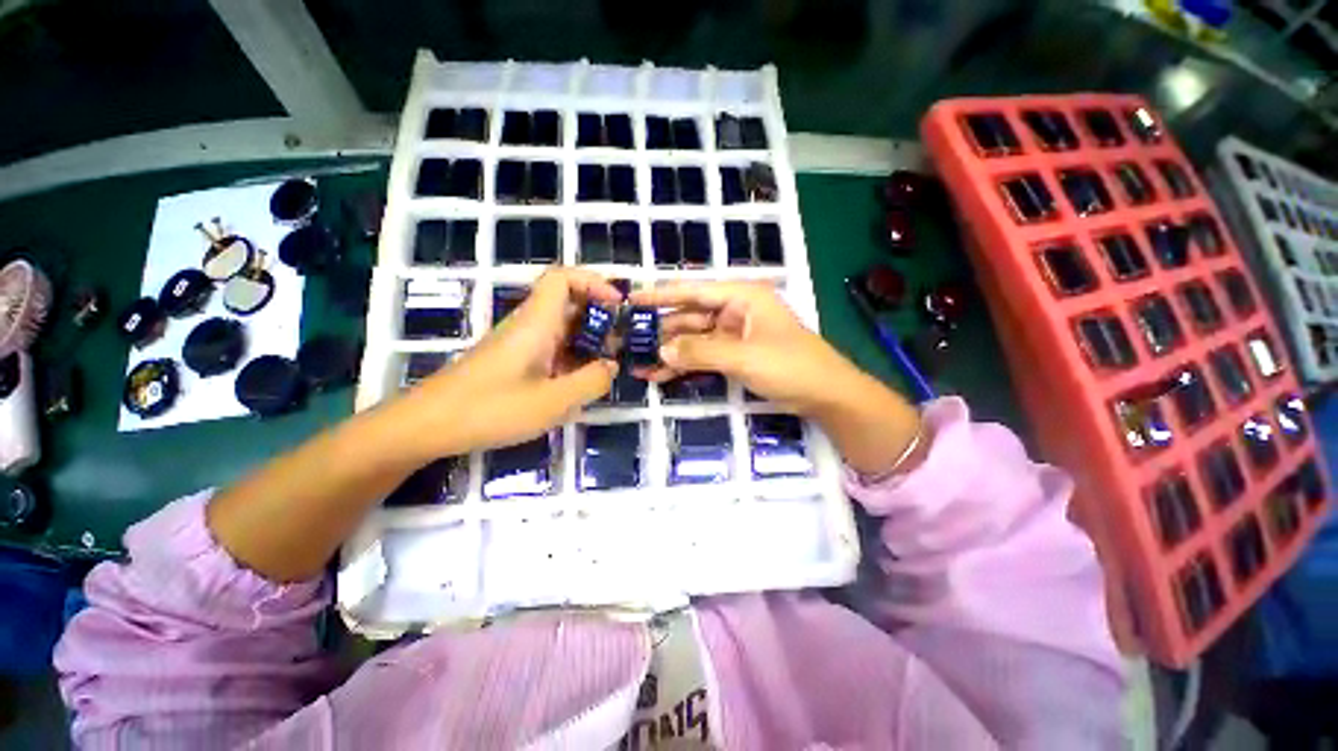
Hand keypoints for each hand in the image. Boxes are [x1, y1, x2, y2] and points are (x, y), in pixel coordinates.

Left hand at [410, 267, 622, 454]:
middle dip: (599, 316)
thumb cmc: (490, 409)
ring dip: (588, 339)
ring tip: (608, 364)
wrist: (427, 425)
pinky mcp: (514, 361)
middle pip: (567, 302)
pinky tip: (581, 381)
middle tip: (621, 341)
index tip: (617, 305)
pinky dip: (572, 357)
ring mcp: (520, 344)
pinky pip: (551, 348)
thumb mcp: (552, 401)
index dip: (594, 282)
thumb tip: (611, 367)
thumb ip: (590, 382)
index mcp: (536, 323)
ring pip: (561, 327)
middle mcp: (529, 326)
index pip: (562, 278)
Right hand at [629, 281, 859, 414]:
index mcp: (742, 297)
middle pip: (690, 316)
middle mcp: (735, 311)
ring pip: (693, 340)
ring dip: (668, 352)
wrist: (826, 396)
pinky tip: (660, 374)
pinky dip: (684, 365)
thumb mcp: (744, 357)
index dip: (661, 294)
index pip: (694, 290)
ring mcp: (734, 336)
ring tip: (637, 362)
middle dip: (661, 330)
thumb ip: (701, 351)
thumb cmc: (791, 366)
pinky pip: (703, 357)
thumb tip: (662, 348)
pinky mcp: (734, 357)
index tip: (632, 298)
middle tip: (628, 339)